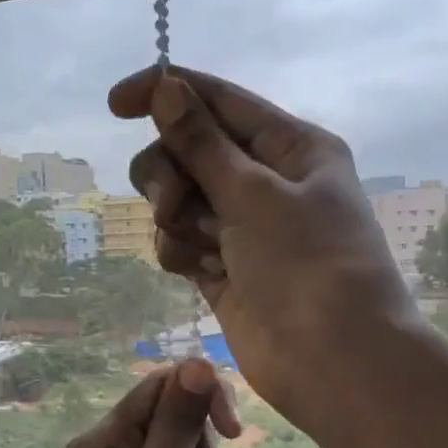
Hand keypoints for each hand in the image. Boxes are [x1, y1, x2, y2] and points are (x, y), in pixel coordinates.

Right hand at [110, 66, 416, 432]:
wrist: (333, 361)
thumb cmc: (307, 265)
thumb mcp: (254, 194)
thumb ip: (201, 142)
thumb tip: (165, 86)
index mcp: (292, 146)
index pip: (218, 101)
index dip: (166, 93)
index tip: (114, 104)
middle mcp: (269, 181)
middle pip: (190, 151)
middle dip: (171, 173)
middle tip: (171, 204)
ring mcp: (245, 228)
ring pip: (180, 199)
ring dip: (176, 217)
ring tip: (197, 248)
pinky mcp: (225, 269)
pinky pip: (183, 241)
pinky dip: (181, 251)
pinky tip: (199, 272)